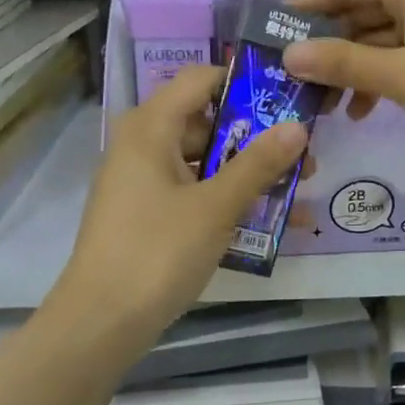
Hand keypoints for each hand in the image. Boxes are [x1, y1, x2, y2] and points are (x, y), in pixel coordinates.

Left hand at [53, 66, 306, 344]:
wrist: (101, 323)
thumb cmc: (157, 252)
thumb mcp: (216, 206)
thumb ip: (258, 164)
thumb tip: (298, 127)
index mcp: (150, 128)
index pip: (200, 80)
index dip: (244, 84)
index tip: (287, 99)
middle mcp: (142, 144)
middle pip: (206, 122)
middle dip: (257, 138)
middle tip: (303, 158)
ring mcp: (142, 181)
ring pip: (203, 161)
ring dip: (247, 174)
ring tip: (296, 192)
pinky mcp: (146, 213)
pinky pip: (193, 192)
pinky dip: (226, 199)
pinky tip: (268, 221)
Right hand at [286, 0, 404, 162]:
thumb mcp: (401, 75)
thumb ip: (343, 63)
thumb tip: (288, 54)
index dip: (301, 10)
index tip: (265, 38)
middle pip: (356, 11)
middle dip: (324, 47)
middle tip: (287, 80)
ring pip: (375, 38)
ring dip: (348, 68)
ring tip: (319, 104)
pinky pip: (397, 57)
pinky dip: (377, 79)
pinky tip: (359, 110)